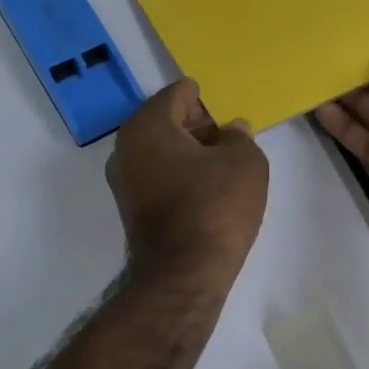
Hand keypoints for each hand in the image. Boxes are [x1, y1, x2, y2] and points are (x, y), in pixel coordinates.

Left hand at [108, 80, 269, 285]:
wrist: (184, 274)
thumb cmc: (215, 206)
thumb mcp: (245, 162)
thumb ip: (239, 136)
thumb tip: (231, 131)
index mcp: (147, 125)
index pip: (178, 94)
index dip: (205, 99)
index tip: (225, 111)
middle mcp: (125, 148)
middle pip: (165, 121)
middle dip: (196, 125)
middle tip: (228, 138)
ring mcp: (123, 182)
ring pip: (159, 151)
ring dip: (188, 153)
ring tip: (222, 166)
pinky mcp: (130, 210)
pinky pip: (157, 177)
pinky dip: (178, 176)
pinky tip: (205, 190)